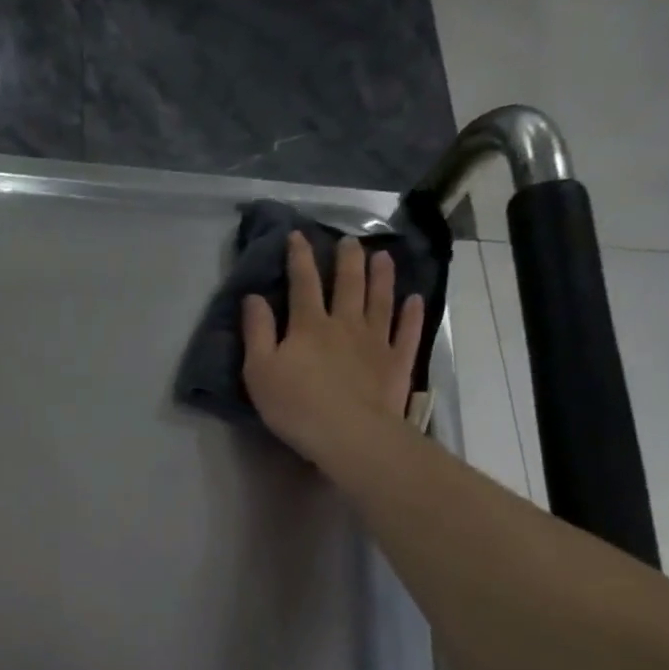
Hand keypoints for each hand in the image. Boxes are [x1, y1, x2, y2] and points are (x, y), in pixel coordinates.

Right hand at [241, 231, 424, 462]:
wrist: (349, 434)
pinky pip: (406, 332)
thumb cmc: (295, 405)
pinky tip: (415, 300)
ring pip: (380, 301)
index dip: (299, 257)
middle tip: (349, 240)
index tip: (297, 235)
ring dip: (382, 276)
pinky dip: (412, 315)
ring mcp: (376, 342)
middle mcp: (345, 324)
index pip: (303, 283)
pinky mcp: (397, 362)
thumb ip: (257, 331)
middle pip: (348, 284)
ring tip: (383, 256)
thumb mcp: (259, 370)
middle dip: (346, 259)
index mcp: (308, 325)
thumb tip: (253, 297)